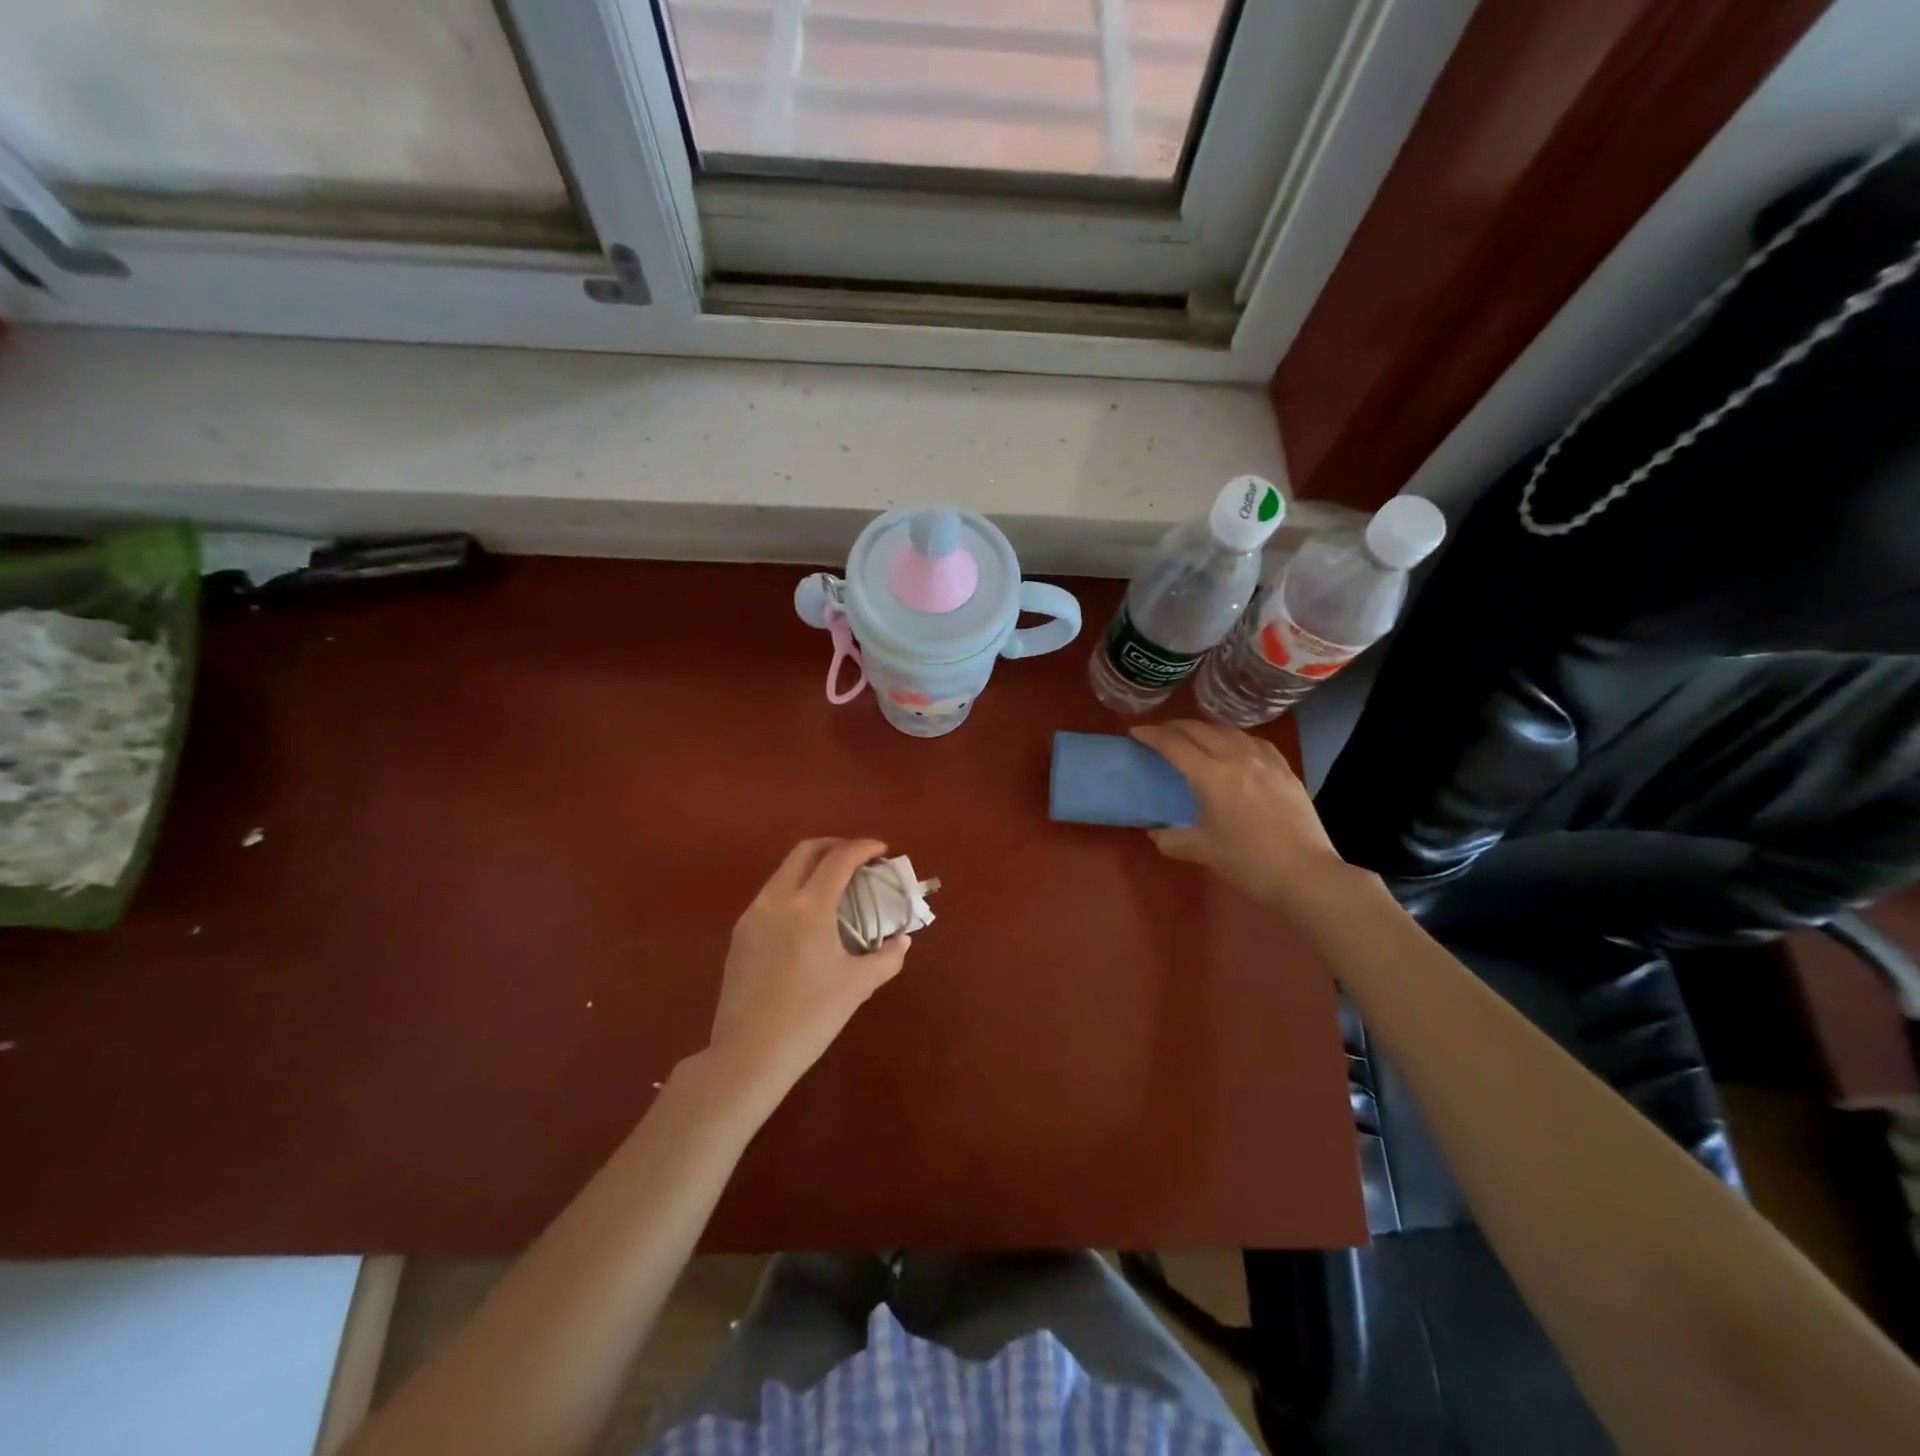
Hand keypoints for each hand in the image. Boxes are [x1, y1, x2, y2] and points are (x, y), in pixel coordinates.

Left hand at [707, 838, 911, 1108]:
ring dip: (811, 867)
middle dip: (834, 846)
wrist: (749, 1055)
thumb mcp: (857, 986)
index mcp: (809, 907)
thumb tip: (902, 941)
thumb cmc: (810, 1017)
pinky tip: (806, 918)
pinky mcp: (739, 935)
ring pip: (783, 872)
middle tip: (857, 858)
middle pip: (805, 852)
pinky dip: (793, 890)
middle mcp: (777, 899)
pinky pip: (770, 896)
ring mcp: (753, 915)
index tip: (881, 850)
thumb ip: (887, 957)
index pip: (839, 859)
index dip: (863, 848)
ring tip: (834, 887)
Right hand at [1132, 721, 1353, 916]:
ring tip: (1195, 737)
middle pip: (1201, 730)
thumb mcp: (1203, 852)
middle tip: (1161, 733)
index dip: (1152, 735)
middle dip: (1176, 727)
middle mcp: (1237, 758)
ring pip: (1230, 731)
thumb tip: (1157, 833)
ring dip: (1206, 729)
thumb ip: (1173, 839)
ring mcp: (1266, 762)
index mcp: (1212, 776)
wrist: (1306, 874)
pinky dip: (1237, 739)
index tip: (1136, 732)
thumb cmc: (1249, 863)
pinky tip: (1237, 748)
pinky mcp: (1286, 771)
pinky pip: (1256, 743)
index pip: (1175, 745)